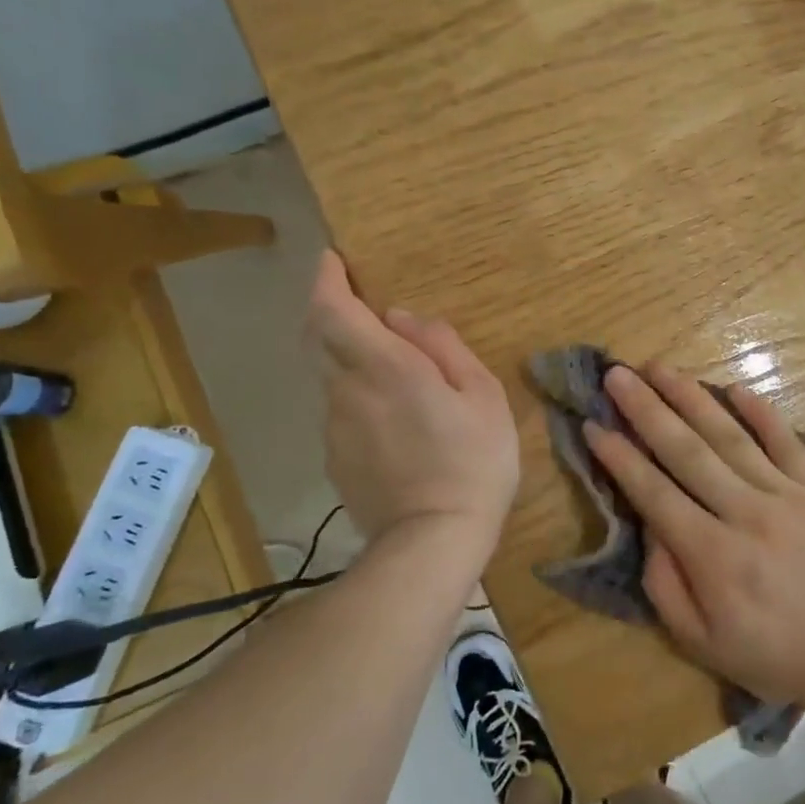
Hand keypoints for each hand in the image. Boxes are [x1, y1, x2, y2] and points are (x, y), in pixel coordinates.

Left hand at [308, 251, 518, 547]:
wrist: (432, 542)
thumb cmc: (473, 461)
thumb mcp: (483, 396)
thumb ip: (443, 348)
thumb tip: (404, 320)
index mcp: (385, 366)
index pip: (333, 309)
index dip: (326, 279)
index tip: (333, 260)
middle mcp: (347, 390)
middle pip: (321, 338)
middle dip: (334, 315)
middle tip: (367, 312)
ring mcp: (334, 428)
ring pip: (334, 378)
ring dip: (354, 363)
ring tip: (400, 381)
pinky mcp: (334, 459)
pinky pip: (342, 413)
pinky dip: (359, 400)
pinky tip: (395, 425)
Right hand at [585, 363, 804, 713]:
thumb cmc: (778, 656)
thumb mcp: (703, 644)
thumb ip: (666, 585)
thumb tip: (650, 526)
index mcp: (714, 557)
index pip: (655, 494)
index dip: (621, 458)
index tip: (594, 425)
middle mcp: (747, 514)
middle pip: (687, 451)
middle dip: (646, 410)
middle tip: (617, 374)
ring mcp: (789, 495)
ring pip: (730, 436)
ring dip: (692, 398)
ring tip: (660, 368)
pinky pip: (787, 440)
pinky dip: (761, 412)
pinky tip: (734, 387)